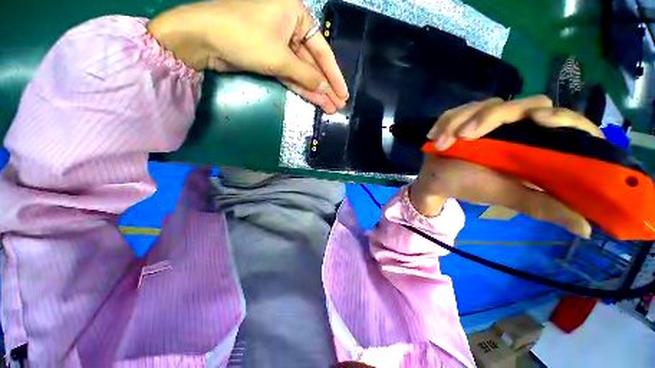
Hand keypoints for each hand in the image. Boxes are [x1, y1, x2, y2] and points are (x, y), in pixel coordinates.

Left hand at [147, 0, 347, 112]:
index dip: (334, 76)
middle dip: (326, 87)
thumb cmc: (245, 36)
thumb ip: (306, 74)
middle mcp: (291, 28)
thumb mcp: (280, 56)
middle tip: (339, 105)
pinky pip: (291, 75)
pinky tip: (315, 101)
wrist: (204, 39)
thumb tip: (324, 88)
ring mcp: (280, 46)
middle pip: (314, 64)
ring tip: (330, 108)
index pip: (323, 51)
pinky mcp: (270, 59)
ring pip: (303, 73)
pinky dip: (301, 88)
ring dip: (316, 91)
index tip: (343, 93)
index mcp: (297, 15)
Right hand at [410, 95, 603, 237]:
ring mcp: (489, 119)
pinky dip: (445, 122)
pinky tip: (435, 137)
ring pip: (487, 104)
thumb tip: (587, 229)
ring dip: (460, 121)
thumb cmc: (470, 187)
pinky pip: (458, 110)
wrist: (437, 182)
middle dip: (493, 116)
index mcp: (536, 145)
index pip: (565, 122)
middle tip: (466, 136)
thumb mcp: (507, 196)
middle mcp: (518, 126)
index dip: (562, 117)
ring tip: (441, 144)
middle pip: (525, 104)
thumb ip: (543, 206)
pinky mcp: (465, 117)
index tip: (541, 121)